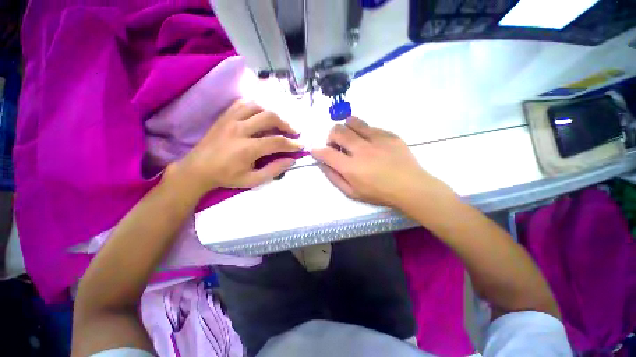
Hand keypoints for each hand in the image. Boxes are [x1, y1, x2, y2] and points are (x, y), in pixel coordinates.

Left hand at [172, 100, 301, 193]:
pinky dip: (256, 107)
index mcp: (247, 148)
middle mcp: (240, 129)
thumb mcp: (253, 180)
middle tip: (293, 132)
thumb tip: (291, 160)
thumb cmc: (227, 177)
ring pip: (257, 106)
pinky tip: (260, 115)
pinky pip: (243, 103)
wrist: (197, 169)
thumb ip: (274, 170)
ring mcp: (230, 120)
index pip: (277, 141)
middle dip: (286, 124)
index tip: (300, 146)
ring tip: (278, 123)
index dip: (292, 144)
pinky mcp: (224, 116)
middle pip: (269, 117)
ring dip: (272, 113)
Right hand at [311, 117, 452, 208]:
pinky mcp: (389, 134)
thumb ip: (334, 178)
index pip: (326, 153)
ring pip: (352, 122)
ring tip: (351, 139)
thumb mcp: (352, 193)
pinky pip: (369, 126)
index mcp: (351, 167)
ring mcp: (376, 139)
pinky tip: (369, 143)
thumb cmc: (379, 193)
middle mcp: (361, 150)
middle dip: (331, 136)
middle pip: (337, 131)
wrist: (410, 187)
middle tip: (336, 145)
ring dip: (346, 128)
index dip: (317, 150)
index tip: (315, 150)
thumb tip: (322, 164)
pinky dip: (363, 132)